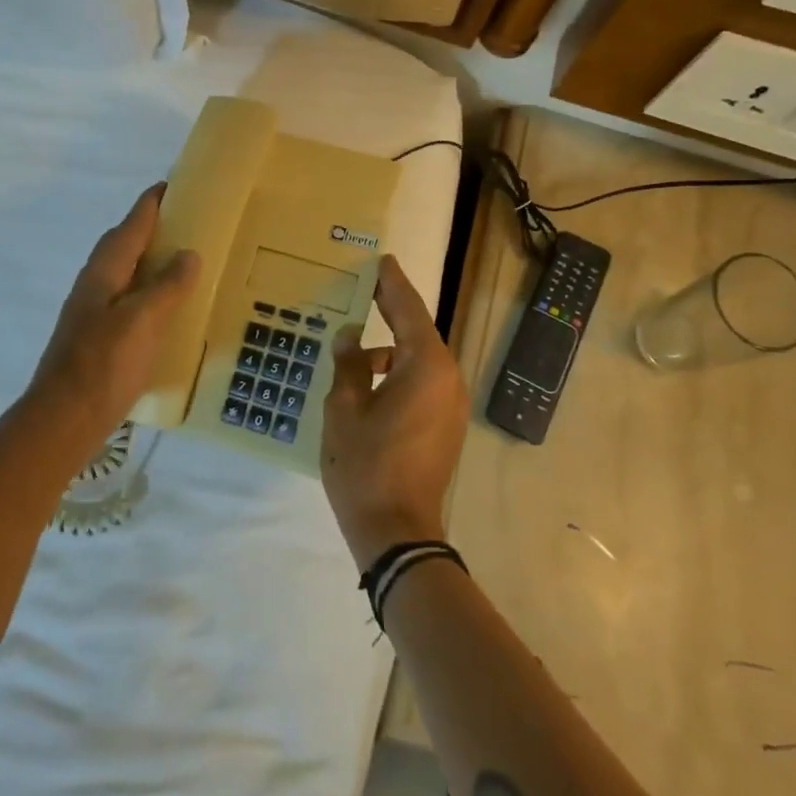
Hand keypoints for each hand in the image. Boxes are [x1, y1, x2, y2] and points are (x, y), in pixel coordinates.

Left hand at [23, 184, 199, 456]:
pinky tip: (168, 310)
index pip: (131, 225)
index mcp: (104, 272)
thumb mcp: (142, 320)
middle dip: (151, 229)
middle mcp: (95, 285)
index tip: (175, 184)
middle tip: (188, 223)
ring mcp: (93, 313)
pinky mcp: (98, 338)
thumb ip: (167, 286)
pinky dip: (149, 294)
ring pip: (125, 274)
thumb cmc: (104, 365)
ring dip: (150, 262)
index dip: (152, 203)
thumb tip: (189, 253)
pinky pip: (129, 301)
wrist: (64, 420)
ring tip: (184, 262)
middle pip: (124, 245)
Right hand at [321, 255, 469, 570]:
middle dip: (392, 312)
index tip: (383, 261)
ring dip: (391, 350)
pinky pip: (423, 384)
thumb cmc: (366, 466)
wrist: (398, 533)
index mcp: (425, 367)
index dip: (393, 284)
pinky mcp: (446, 425)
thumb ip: (348, 365)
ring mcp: (451, 404)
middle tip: (367, 289)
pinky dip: (398, 374)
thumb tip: (350, 337)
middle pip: (418, 333)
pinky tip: (368, 384)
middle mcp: (447, 379)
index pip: (409, 310)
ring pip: (419, 361)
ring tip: (354, 350)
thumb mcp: (344, 409)